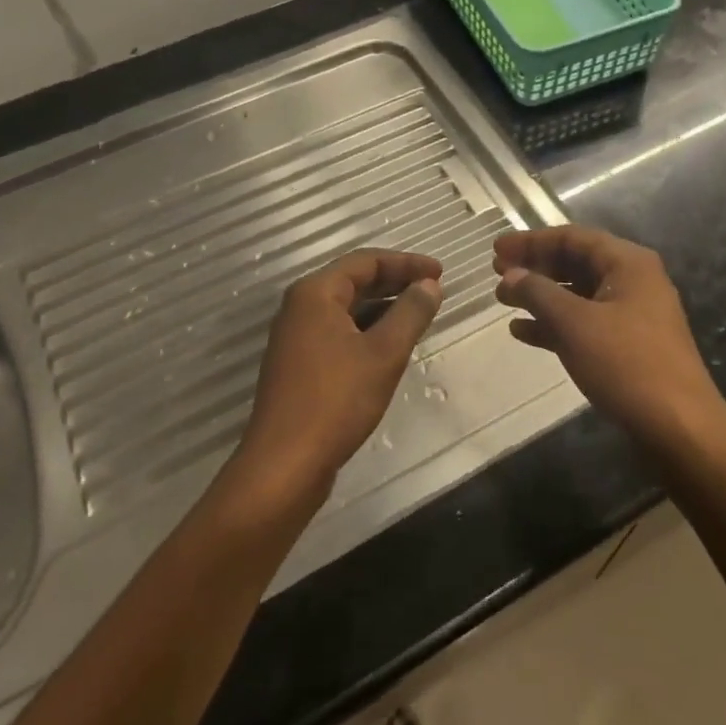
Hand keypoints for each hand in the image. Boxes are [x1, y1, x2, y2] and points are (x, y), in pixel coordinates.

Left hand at [237, 250, 443, 499]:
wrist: (285, 463)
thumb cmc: (336, 400)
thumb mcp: (384, 353)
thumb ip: (410, 313)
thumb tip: (430, 285)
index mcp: (315, 293)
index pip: (365, 261)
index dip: (406, 263)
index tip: (440, 272)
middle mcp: (300, 307)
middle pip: (353, 281)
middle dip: (395, 282)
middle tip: (434, 290)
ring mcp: (296, 337)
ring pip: (346, 309)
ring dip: (383, 307)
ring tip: (419, 315)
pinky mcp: (299, 365)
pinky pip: (339, 332)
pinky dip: (367, 330)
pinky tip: (391, 346)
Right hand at [494, 226, 725, 446]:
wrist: (679, 427)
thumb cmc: (627, 364)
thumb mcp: (575, 323)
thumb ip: (538, 293)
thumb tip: (510, 275)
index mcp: (628, 263)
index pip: (572, 238)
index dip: (531, 241)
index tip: (496, 249)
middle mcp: (632, 281)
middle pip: (575, 263)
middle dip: (535, 267)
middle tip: (496, 272)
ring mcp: (631, 315)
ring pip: (577, 295)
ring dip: (540, 296)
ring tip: (503, 300)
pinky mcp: (627, 346)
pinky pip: (584, 323)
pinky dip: (554, 324)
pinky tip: (522, 332)